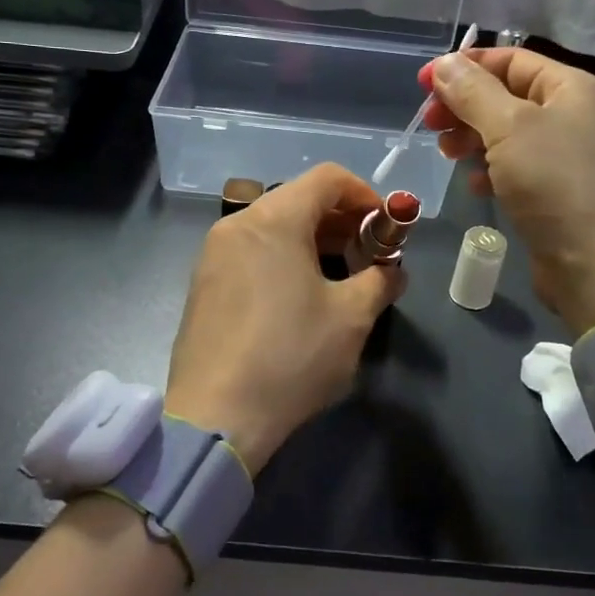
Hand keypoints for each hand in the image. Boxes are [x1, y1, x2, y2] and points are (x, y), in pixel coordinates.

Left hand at [166, 163, 404, 473]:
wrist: (215, 417)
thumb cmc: (291, 356)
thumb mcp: (351, 318)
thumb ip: (379, 281)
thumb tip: (392, 272)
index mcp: (274, 220)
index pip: (327, 178)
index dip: (365, 194)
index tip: (387, 228)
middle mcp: (237, 224)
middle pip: (298, 199)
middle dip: (341, 221)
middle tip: (369, 256)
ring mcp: (213, 254)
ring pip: (273, 227)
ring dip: (314, 241)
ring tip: (340, 278)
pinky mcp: (202, 284)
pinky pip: (251, 252)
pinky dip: (283, 258)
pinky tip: (300, 297)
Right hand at [419, 47, 594, 335]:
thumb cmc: (556, 183)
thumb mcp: (509, 128)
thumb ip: (473, 91)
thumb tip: (444, 64)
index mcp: (573, 88)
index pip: (512, 60)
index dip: (466, 66)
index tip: (424, 83)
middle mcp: (574, 115)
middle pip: (507, 95)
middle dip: (465, 105)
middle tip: (430, 124)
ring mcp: (568, 156)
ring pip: (508, 133)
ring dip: (473, 138)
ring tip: (447, 154)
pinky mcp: (558, 192)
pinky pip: (516, 168)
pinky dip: (490, 170)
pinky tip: (473, 185)